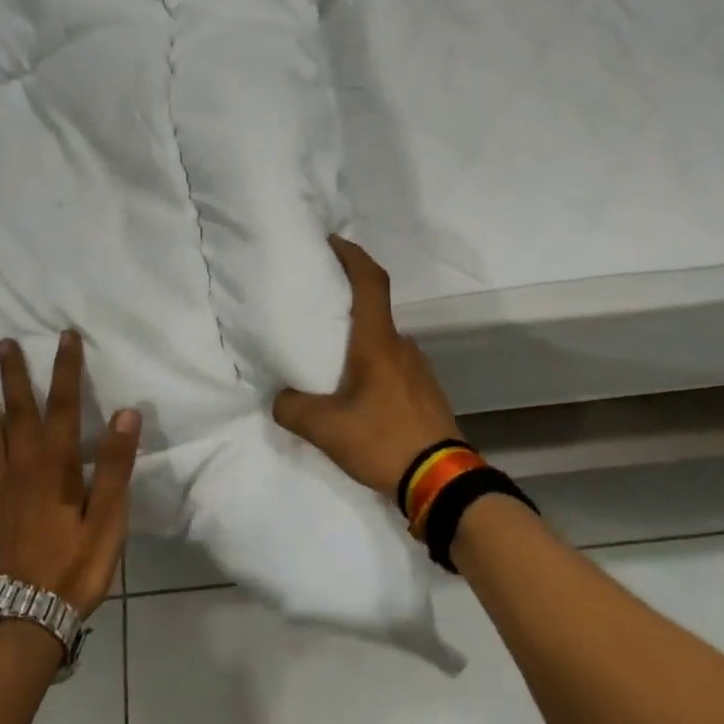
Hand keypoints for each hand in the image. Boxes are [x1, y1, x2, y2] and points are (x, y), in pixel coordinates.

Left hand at [0, 333, 141, 617]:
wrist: (25, 618)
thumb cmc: (75, 566)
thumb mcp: (107, 518)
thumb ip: (114, 466)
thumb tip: (125, 413)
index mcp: (54, 466)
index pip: (62, 406)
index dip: (64, 369)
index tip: (65, 336)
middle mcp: (21, 469)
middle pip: (17, 413)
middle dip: (13, 376)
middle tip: (3, 344)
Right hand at [273, 236, 462, 501]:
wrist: (442, 481)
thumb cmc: (383, 440)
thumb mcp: (325, 429)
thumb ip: (292, 408)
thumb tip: (281, 398)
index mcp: (378, 343)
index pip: (370, 282)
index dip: (352, 255)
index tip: (331, 242)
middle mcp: (402, 347)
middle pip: (373, 310)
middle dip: (346, 303)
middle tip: (315, 309)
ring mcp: (418, 369)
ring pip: (382, 342)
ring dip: (358, 341)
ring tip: (329, 359)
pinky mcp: (425, 392)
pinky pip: (392, 366)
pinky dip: (371, 366)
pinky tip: (355, 394)